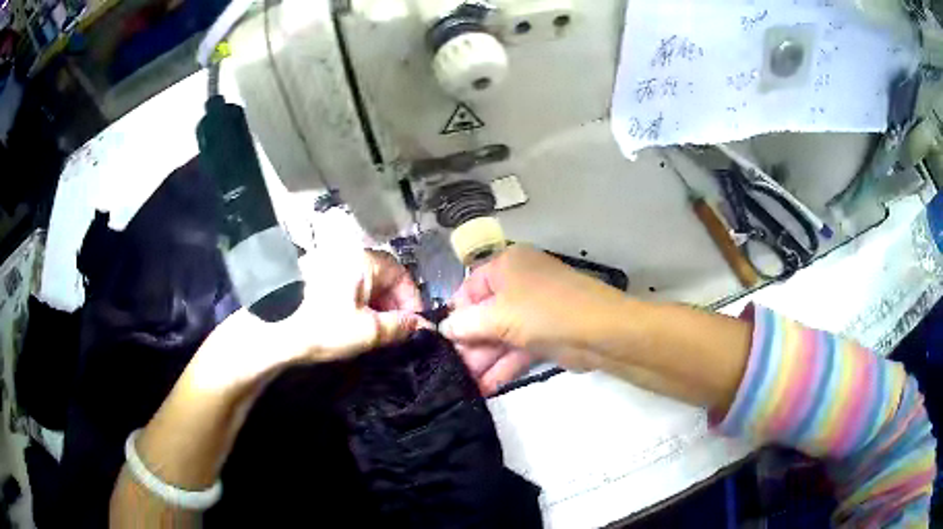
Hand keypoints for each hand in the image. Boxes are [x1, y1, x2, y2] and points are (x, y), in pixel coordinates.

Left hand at [187, 249, 427, 394]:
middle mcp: (345, 253)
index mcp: (362, 260)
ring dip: (374, 304)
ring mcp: (325, 261)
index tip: (415, 325)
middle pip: (381, 276)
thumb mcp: (366, 332)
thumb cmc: (322, 327)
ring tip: (373, 331)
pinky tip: (349, 322)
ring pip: (362, 281)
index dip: (412, 300)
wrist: (268, 329)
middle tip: (395, 331)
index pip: (400, 274)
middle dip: (394, 304)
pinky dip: (354, 302)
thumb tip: (422, 326)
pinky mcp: (311, 274)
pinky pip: (344, 284)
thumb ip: (399, 327)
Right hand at [441, 245, 628, 394]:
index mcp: (508, 266)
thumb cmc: (543, 311)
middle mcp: (519, 285)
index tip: (439, 339)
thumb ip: (466, 323)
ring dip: (482, 360)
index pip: (470, 287)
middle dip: (468, 343)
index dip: (455, 313)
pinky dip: (502, 367)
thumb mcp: (498, 315)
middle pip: (484, 315)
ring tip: (461, 384)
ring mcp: (533, 312)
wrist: (600, 332)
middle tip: (448, 369)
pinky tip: (483, 388)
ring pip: (500, 336)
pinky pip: (516, 350)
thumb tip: (442, 328)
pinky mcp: (544, 336)